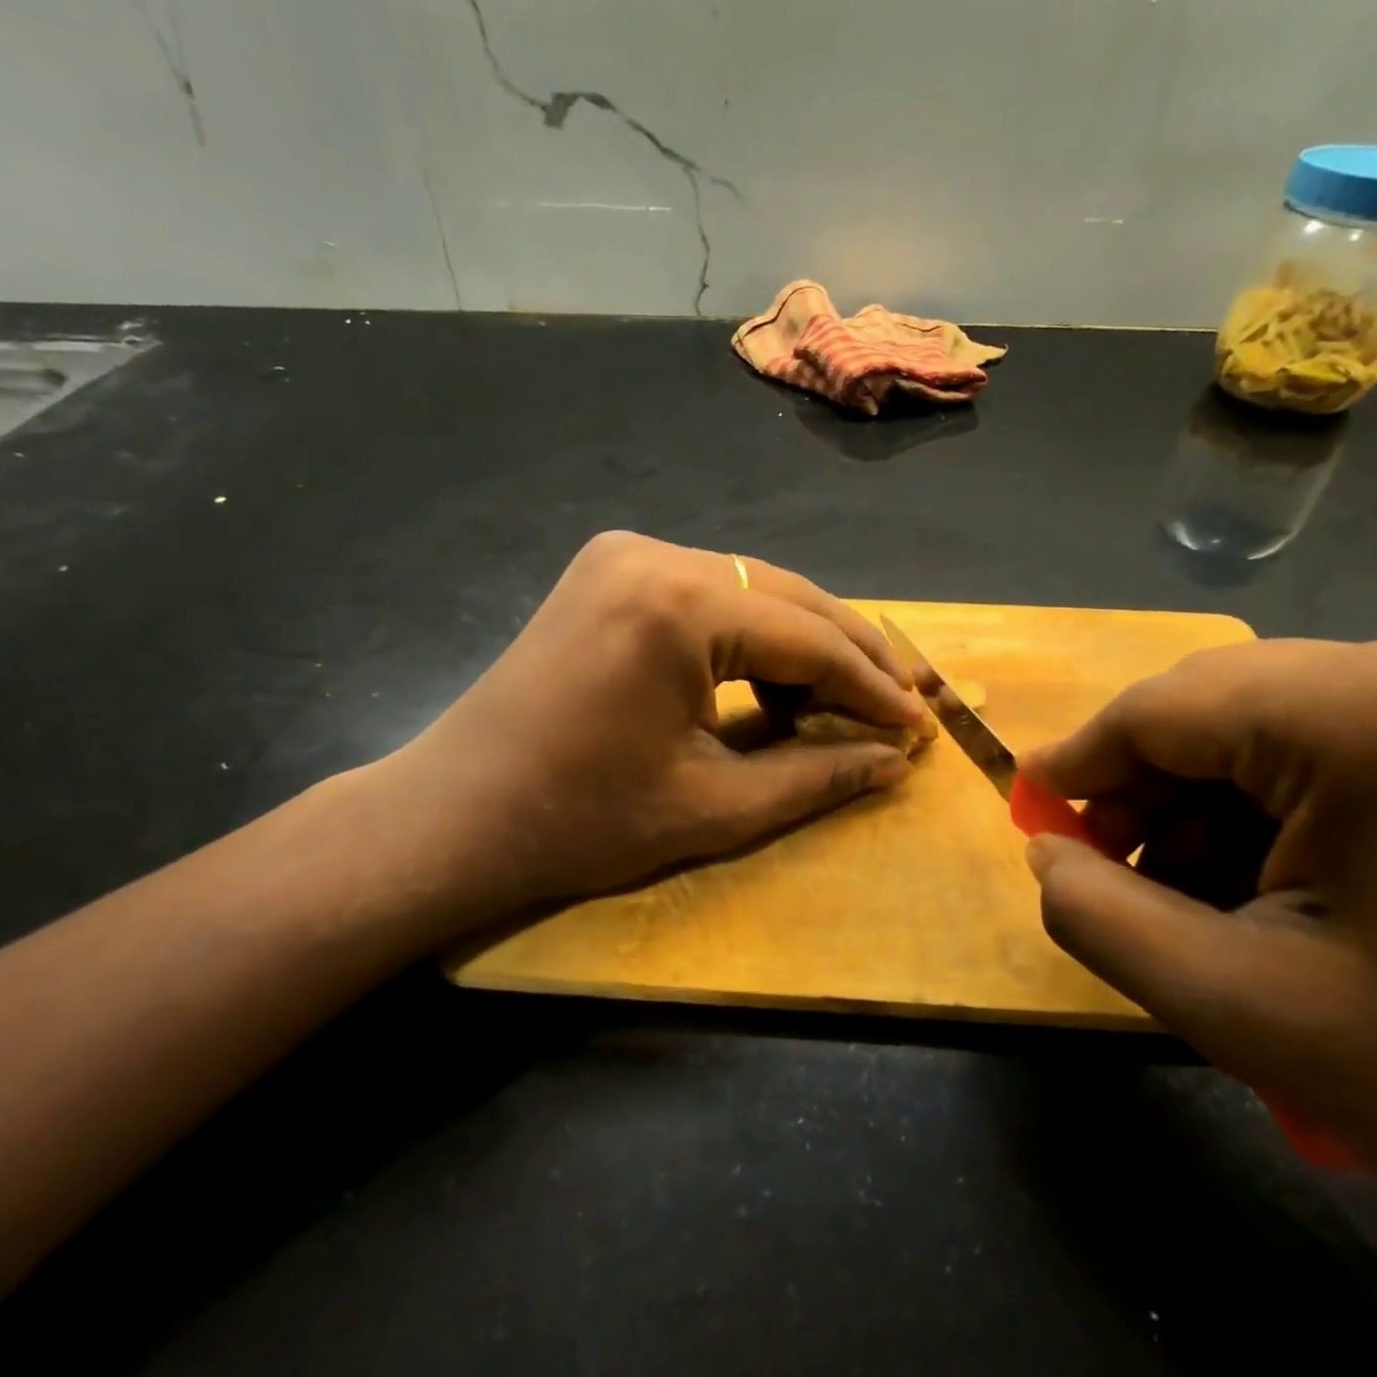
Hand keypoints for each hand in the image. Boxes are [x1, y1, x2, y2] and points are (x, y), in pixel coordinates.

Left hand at [368, 532, 929, 925]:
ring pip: (752, 590)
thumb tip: (895, 760)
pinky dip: (752, 636)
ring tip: (851, 697)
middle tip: (902, 703)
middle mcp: (654, 554)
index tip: (919, 725)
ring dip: (805, 642)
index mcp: (678, 605)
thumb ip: (817, 775)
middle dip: (850, 654)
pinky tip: (777, 679)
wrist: (457, 815)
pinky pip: (709, 594)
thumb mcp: (715, 807)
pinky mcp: (608, 571)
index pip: (809, 638)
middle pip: (788, 598)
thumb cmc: (582, 823)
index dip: (872, 686)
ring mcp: (624, 554)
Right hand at [1021, 633, 1376, 1363]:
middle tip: (1110, 871)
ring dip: (1208, 804)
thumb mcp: (1243, 1009)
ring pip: (1271, 725)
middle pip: (1218, 708)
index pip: (1163, 708)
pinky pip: (1337, 743)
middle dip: (1146, 791)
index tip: (1032, 817)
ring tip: (1192, 895)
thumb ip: (1101, 916)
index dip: (1080, 764)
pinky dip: (1278, 806)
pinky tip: (1274, 881)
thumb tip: (1045, 850)